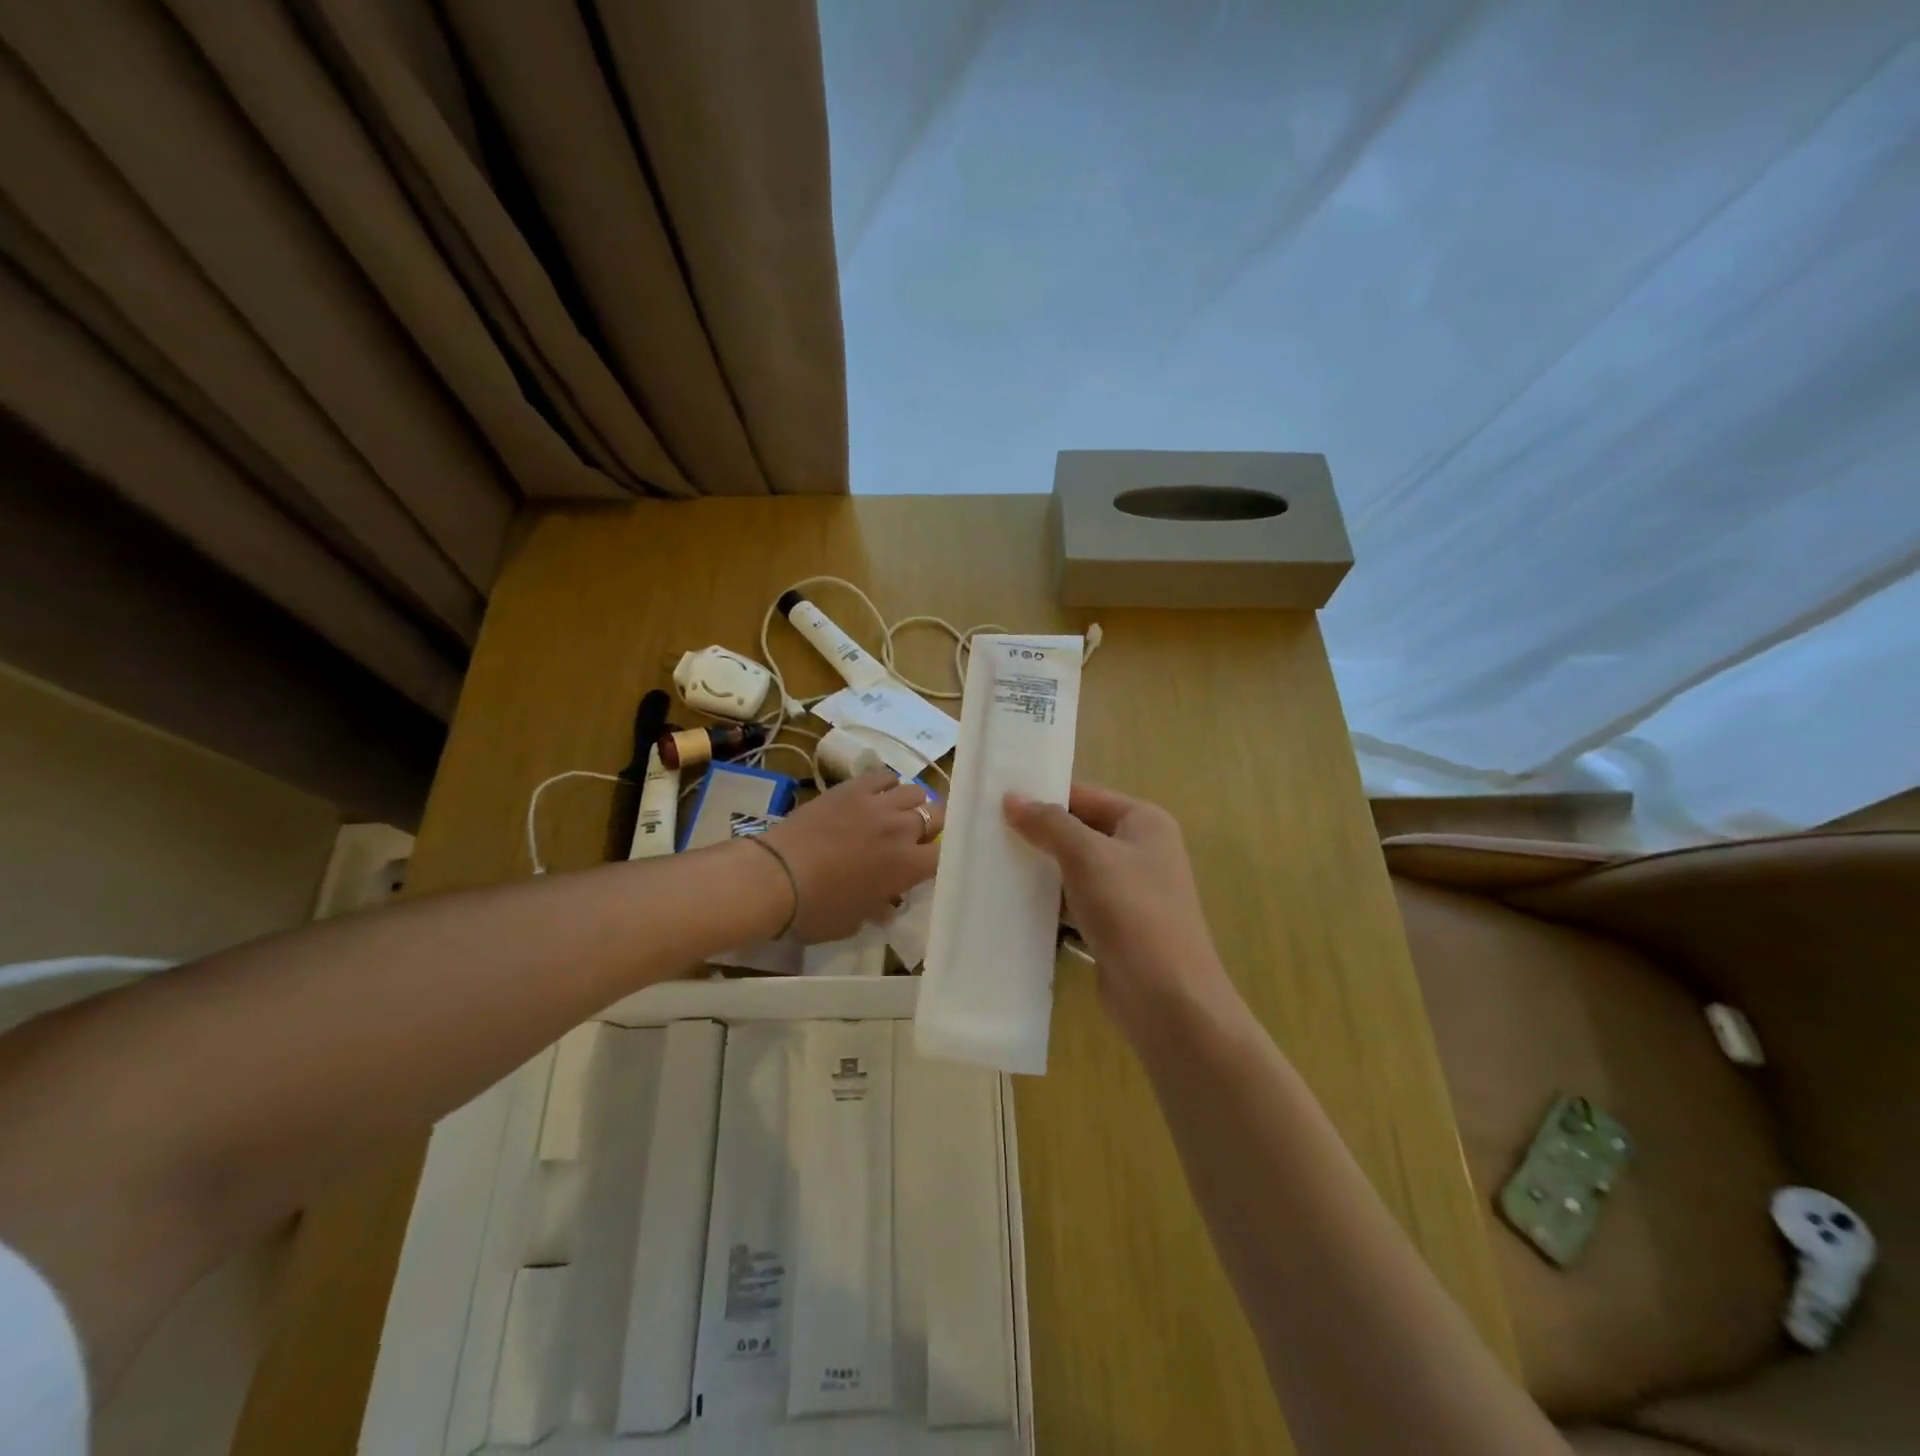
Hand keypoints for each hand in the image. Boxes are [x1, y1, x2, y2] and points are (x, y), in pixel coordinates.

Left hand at [760, 769, 942, 941]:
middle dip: (931, 826)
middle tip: (915, 838)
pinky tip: (876, 796)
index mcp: (906, 866)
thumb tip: (886, 905)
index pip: (943, 855)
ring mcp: (877, 803)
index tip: (928, 865)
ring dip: (911, 804)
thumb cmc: (816, 909)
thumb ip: (877, 909)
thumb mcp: (853, 922)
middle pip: (936, 815)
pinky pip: (883, 776)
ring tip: (896, 814)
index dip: (940, 858)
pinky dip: (886, 785)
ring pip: (914, 791)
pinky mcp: (852, 788)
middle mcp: (900, 829)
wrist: (775, 876)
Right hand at [1004, 783, 1236, 1037]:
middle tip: (986, 832)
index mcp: (1144, 822)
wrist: (1167, 999)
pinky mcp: (1114, 926)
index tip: (996, 799)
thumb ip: (1049, 823)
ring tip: (989, 864)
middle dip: (1037, 834)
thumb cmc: (1132, 912)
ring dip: (1039, 869)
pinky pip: (1074, 903)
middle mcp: (1140, 851)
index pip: (1085, 795)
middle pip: (1078, 831)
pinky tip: (1011, 903)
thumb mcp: (1087, 856)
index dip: (1043, 795)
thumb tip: (1011, 797)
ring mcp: (1128, 891)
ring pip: (1073, 869)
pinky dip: (1048, 902)